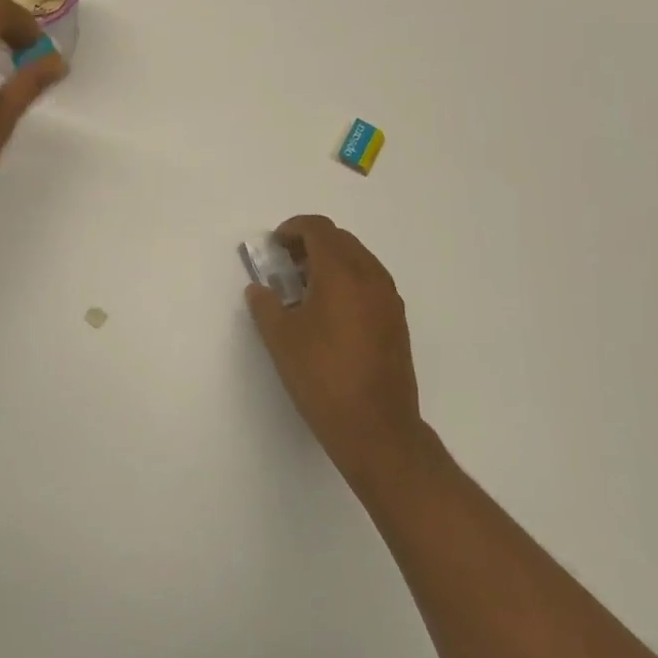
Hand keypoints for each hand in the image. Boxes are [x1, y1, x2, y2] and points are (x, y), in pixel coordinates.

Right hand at [246, 216, 426, 490]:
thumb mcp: (281, 339)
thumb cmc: (322, 377)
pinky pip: (370, 282)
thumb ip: (266, 305)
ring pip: (359, 260)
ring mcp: (389, 299)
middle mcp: (371, 277)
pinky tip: (329, 312)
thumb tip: (260, 289)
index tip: (274, 245)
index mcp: (342, 273)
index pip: (319, 229)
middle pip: (341, 240)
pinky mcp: (397, 321)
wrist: (376, 428)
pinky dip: (348, 281)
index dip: (293, 229)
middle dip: (311, 243)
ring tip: (304, 289)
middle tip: (285, 265)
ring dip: (331, 262)